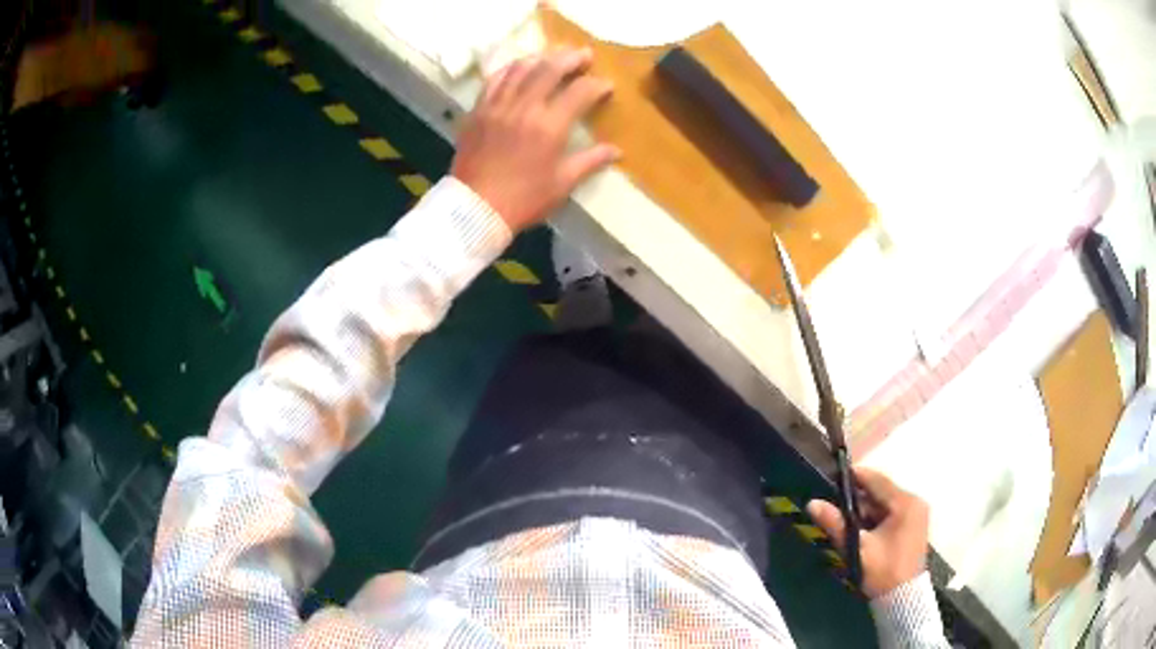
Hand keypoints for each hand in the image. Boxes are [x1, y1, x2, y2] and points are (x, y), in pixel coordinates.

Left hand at [450, 48, 619, 232]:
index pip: (580, 92)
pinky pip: (494, 80)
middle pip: (549, 69)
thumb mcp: (562, 183)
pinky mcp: (478, 111)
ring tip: (554, 56)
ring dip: (541, 58)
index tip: (607, 86)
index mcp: (549, 126)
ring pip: (521, 69)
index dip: (597, 85)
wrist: (475, 209)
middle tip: (584, 55)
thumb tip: (616, 151)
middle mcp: (524, 108)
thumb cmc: (523, 200)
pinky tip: (519, 67)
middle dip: (571, 58)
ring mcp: (497, 106)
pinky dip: (510, 69)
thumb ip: (590, 161)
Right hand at [807, 467, 929, 598]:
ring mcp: (916, 513)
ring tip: (843, 520)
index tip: (831, 479)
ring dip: (865, 511)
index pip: (876, 480)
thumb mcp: (857, 548)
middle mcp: (914, 502)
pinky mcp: (914, 525)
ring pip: (884, 503)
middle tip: (833, 506)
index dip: (853, 477)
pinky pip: (891, 513)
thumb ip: (836, 524)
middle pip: (880, 492)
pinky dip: (875, 518)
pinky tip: (860, 530)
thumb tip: (812, 503)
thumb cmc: (882, 571)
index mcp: (905, 502)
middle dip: (857, 499)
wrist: (903, 599)